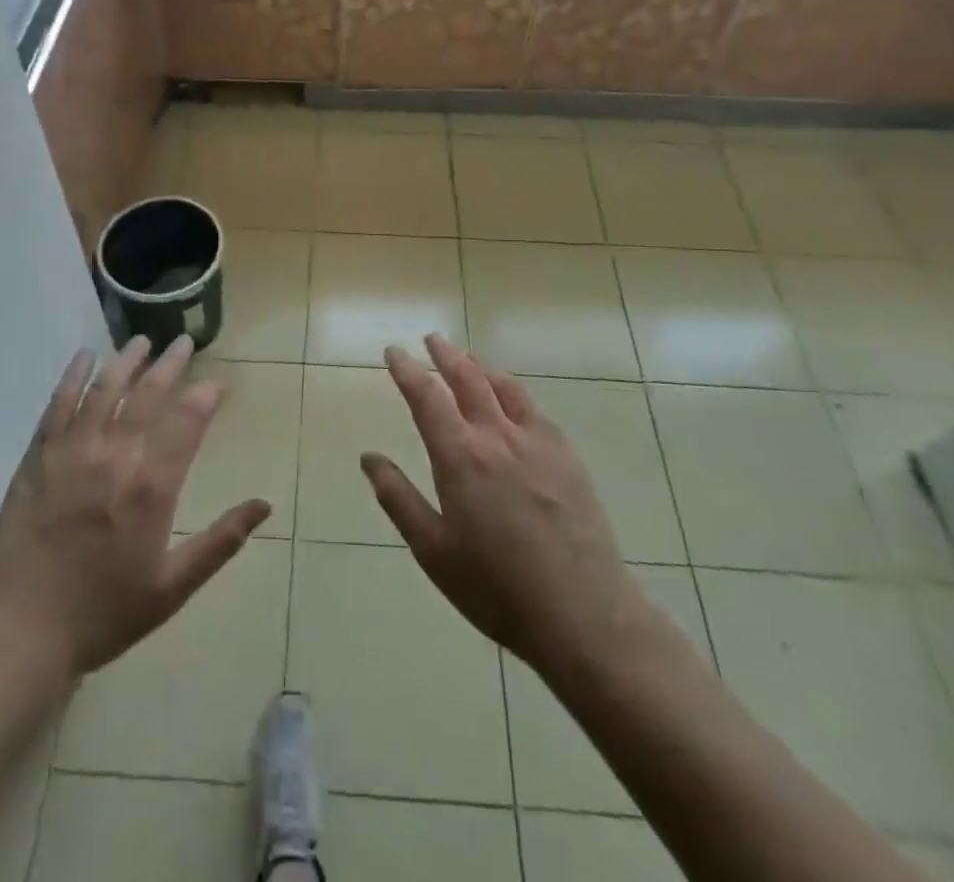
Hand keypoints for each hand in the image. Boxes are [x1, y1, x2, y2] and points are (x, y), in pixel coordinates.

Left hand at [0, 336, 270, 675]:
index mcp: (150, 488)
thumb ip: (220, 542)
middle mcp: (114, 458)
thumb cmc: (102, 615)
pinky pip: (59, 406)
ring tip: (143, 341)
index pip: (186, 424)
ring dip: (126, 362)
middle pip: (147, 397)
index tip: (217, 384)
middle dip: (170, 366)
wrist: (20, 633)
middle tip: (183, 343)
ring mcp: (72, 454)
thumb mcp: (172, 588)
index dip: (205, 398)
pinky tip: (85, 357)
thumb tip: (265, 505)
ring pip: (105, 392)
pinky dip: (73, 377)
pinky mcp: (38, 458)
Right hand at [362, 334, 650, 684]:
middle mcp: (497, 436)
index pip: (426, 396)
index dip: (407, 370)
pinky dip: (512, 390)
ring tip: (466, 359)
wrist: (583, 614)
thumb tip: (370, 458)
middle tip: (431, 340)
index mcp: (460, 457)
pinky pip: (533, 407)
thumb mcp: (434, 551)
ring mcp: (537, 441)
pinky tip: (510, 398)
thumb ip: (399, 499)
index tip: (394, 352)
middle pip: (467, 378)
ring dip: (479, 367)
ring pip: (502, 386)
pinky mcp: (566, 454)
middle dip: (445, 355)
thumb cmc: (497, 588)